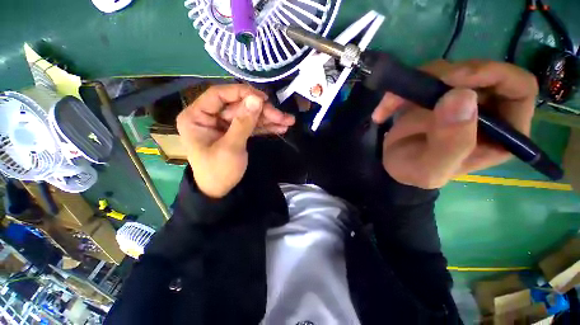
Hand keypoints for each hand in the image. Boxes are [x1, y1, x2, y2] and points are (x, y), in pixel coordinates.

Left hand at [176, 84, 294, 197]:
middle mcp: (210, 116)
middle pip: (239, 106)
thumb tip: (257, 99)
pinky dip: (266, 127)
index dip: (242, 93)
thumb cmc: (219, 171)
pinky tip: (280, 128)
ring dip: (269, 119)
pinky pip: (251, 125)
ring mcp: (224, 124)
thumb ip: (243, 123)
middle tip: (283, 117)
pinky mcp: (236, 132)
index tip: (263, 98)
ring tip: (288, 121)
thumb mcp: (231, 148)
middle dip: (263, 111)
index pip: (219, 94)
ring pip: (248, 115)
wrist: (220, 191)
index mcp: (196, 116)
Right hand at [372, 60, 537, 188]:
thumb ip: (451, 143)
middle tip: (419, 87)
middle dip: (449, 75)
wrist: (393, 167)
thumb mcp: (431, 169)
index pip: (520, 88)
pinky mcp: (435, 94)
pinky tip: (383, 112)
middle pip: (483, 72)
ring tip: (391, 104)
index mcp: (503, 133)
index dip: (494, 75)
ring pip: (449, 70)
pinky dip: (399, 92)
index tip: (456, 79)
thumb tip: (461, 97)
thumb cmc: (415, 173)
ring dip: (417, 83)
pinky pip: (422, 79)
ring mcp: (460, 99)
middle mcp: (488, 110)